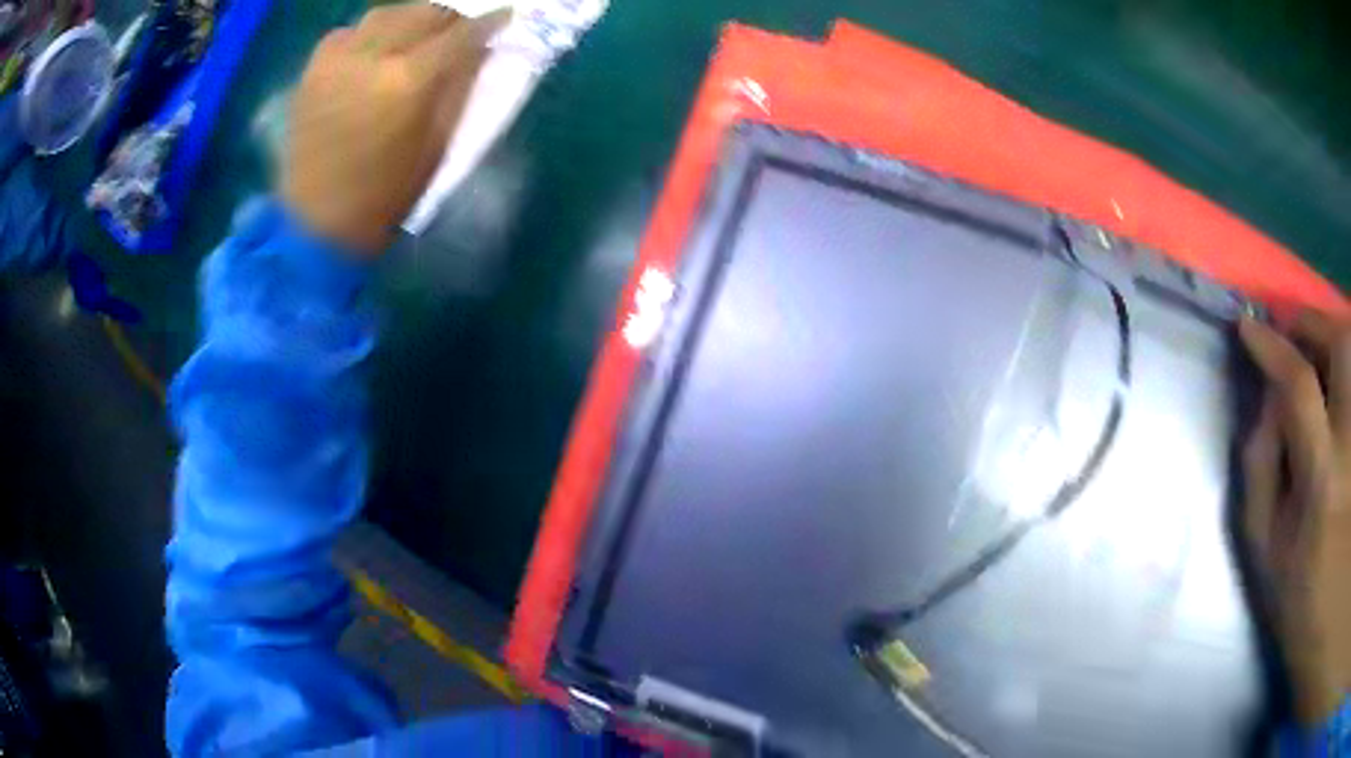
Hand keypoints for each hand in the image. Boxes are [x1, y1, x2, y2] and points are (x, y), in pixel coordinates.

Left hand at [283, 4, 507, 253]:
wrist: (316, 224)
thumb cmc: (385, 195)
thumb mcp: (438, 145)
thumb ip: (460, 88)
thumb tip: (479, 50)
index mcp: (407, 81)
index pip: (460, 34)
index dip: (488, 23)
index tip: (505, 16)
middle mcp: (371, 58)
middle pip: (423, 12)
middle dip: (449, 17)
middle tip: (461, 29)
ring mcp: (336, 61)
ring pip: (384, 14)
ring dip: (410, 18)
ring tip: (420, 34)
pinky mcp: (312, 71)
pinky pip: (348, 32)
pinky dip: (369, 33)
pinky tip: (376, 49)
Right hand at [1240, 312, 1350, 724]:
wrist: (1325, 624)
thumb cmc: (1300, 602)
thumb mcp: (1267, 554)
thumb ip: (1261, 470)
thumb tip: (1265, 401)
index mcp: (1322, 485)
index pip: (1300, 387)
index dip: (1272, 346)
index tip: (1249, 327)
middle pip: (1343, 346)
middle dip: (1315, 323)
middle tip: (1297, 333)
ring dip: (1337, 339)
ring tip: (1322, 355)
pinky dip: (1350, 370)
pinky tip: (1341, 386)